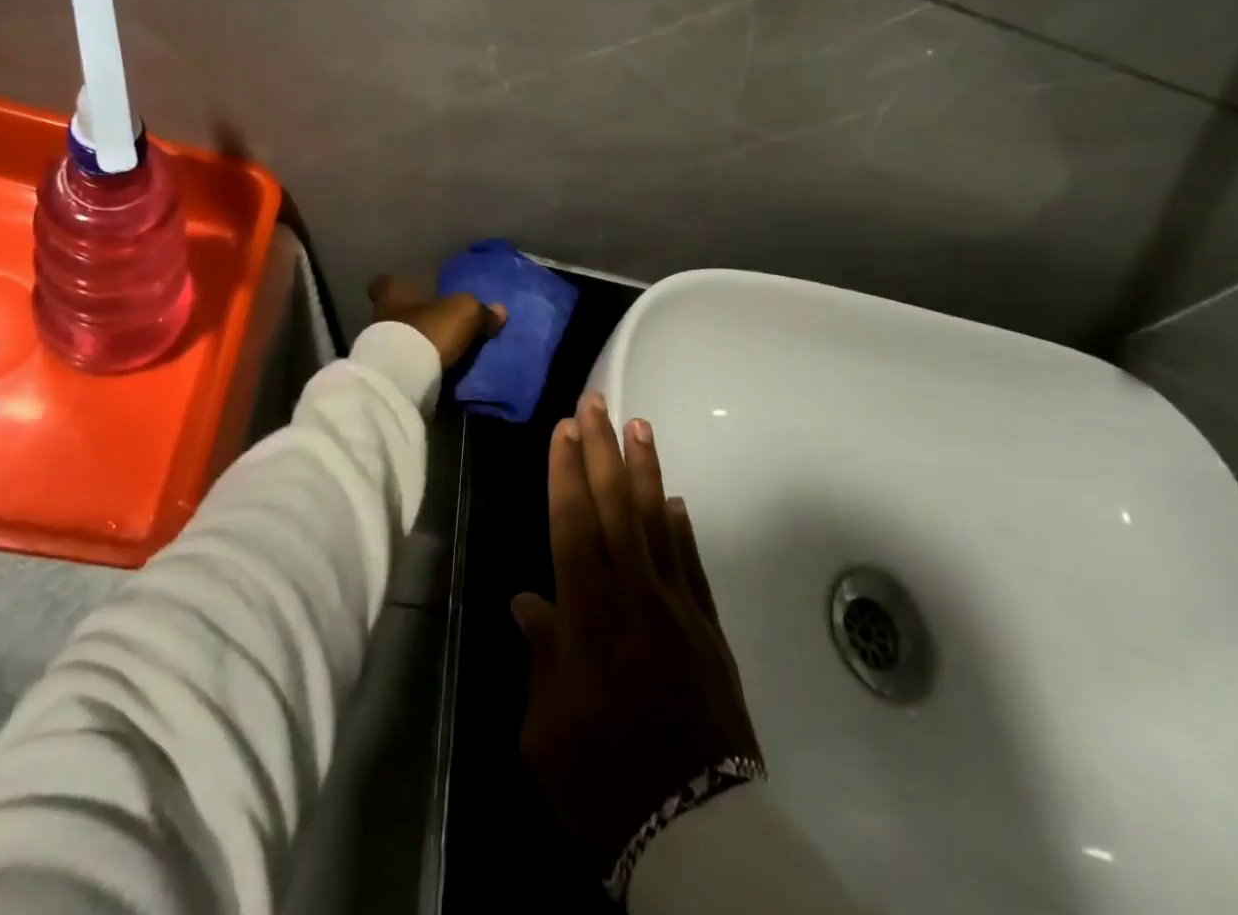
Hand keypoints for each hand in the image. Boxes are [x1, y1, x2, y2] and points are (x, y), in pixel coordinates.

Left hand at [367, 275, 505, 368]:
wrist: (402, 379)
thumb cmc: (429, 330)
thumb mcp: (465, 312)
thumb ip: (481, 310)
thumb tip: (499, 310)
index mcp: (393, 292)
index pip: (384, 282)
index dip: (400, 285)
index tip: (416, 291)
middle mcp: (379, 316)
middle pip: (395, 312)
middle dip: (416, 318)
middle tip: (441, 325)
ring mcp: (378, 349)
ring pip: (400, 340)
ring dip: (418, 345)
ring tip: (444, 353)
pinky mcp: (385, 375)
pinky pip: (404, 366)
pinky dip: (418, 368)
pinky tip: (437, 373)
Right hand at [512, 391, 760, 873]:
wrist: (697, 835)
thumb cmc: (604, 785)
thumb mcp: (545, 734)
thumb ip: (540, 657)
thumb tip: (528, 601)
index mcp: (589, 618)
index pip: (574, 525)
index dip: (566, 472)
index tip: (563, 428)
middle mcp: (635, 598)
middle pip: (615, 507)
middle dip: (602, 449)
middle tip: (596, 402)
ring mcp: (678, 609)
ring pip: (657, 522)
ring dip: (645, 470)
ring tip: (639, 425)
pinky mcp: (708, 630)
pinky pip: (692, 564)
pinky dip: (681, 527)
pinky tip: (673, 499)